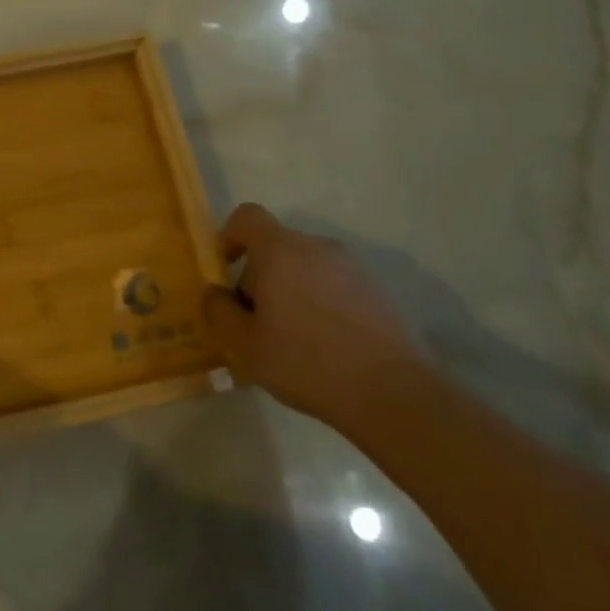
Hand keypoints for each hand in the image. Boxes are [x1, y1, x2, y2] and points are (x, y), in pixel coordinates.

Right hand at [201, 204, 422, 426]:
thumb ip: (218, 311)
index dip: (229, 237)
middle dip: (259, 274)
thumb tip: (215, 292)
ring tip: (293, 337)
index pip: (246, 217)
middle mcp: (316, 247)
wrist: (394, 393)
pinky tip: (326, 345)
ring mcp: (352, 267)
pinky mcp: (377, 290)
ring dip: (291, 289)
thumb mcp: (244, 345)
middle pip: (276, 245)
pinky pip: (334, 284)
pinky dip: (321, 302)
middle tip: (257, 321)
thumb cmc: (306, 363)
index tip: (227, 271)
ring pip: (306, 266)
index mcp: (279, 250)